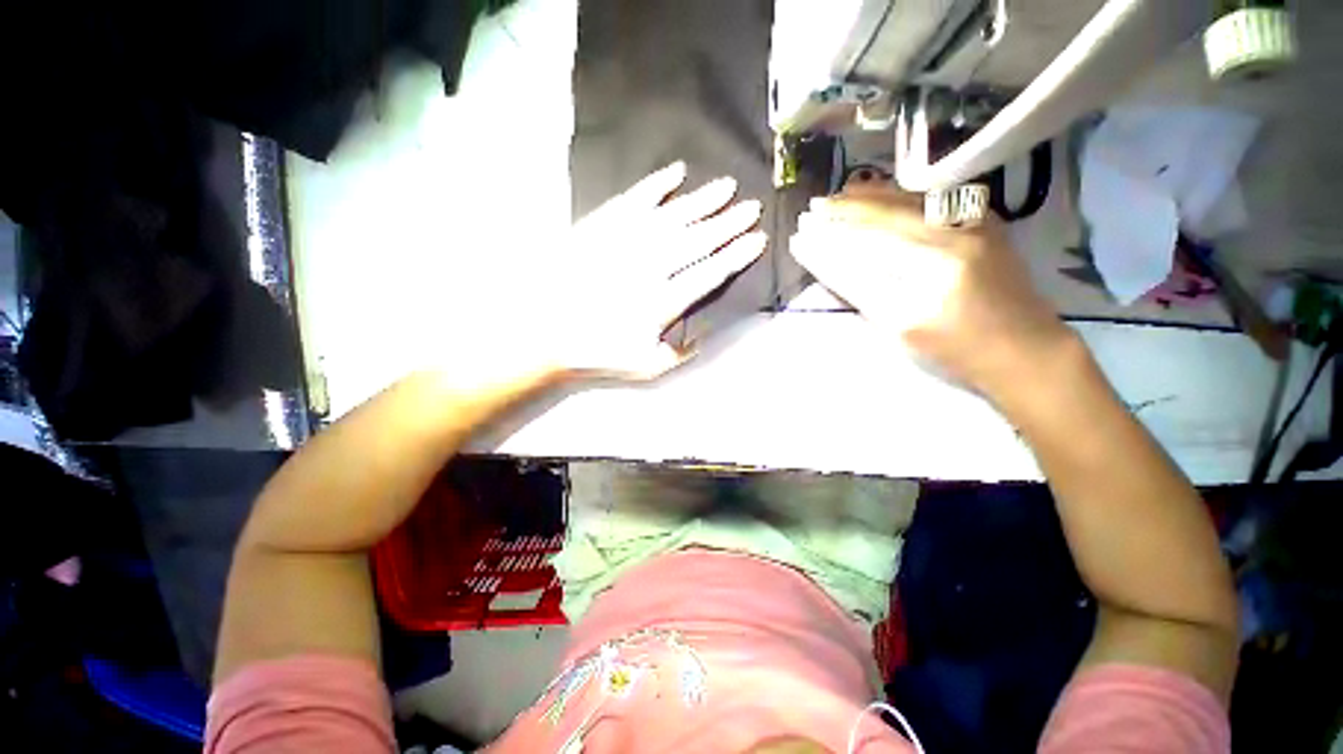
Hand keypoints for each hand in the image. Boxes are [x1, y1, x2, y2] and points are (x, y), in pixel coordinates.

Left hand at [537, 161, 765, 378]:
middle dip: (728, 223)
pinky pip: (635, 199)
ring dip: (702, 201)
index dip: (736, 256)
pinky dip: (656, 185)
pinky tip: (675, 173)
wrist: (541, 330)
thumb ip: (679, 353)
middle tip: (752, 207)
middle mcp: (651, 265)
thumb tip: (702, 335)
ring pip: (673, 215)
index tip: (757, 240)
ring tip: (726, 186)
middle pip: (698, 239)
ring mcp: (625, 240)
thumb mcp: (644, 367)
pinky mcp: (602, 225)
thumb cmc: (595, 351)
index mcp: (663, 301)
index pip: (710, 273)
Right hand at [789, 183, 1071, 396]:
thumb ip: (864, 291)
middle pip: (887, 215)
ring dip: (869, 198)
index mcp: (934, 269)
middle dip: (845, 212)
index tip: (800, 237)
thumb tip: (830, 263)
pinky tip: (879, 195)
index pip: (867, 247)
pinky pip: (931, 201)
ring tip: (837, 197)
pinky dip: (899, 197)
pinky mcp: (983, 222)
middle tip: (812, 210)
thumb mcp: (903, 328)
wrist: (1027, 351)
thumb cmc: (958, 351)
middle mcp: (956, 235)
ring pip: (909, 201)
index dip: (830, 242)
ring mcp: (974, 223)